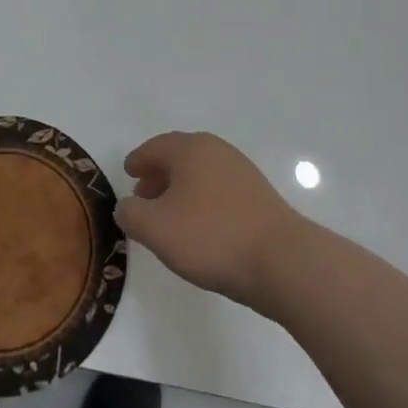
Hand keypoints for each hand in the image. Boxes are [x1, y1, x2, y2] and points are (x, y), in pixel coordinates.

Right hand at [115, 131, 310, 309]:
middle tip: (143, 195)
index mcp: (189, 149)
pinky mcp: (258, 195)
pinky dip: (202, 199)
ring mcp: (241, 171)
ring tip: (169, 216)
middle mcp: (216, 150)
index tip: (127, 172)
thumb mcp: (156, 229)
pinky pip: (219, 189)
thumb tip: (126, 206)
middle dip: (158, 174)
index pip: (154, 147)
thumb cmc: (211, 237)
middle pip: (179, 156)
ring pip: (201, 173)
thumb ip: (131, 214)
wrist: (281, 260)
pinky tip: (200, 226)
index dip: (138, 160)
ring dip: (181, 188)